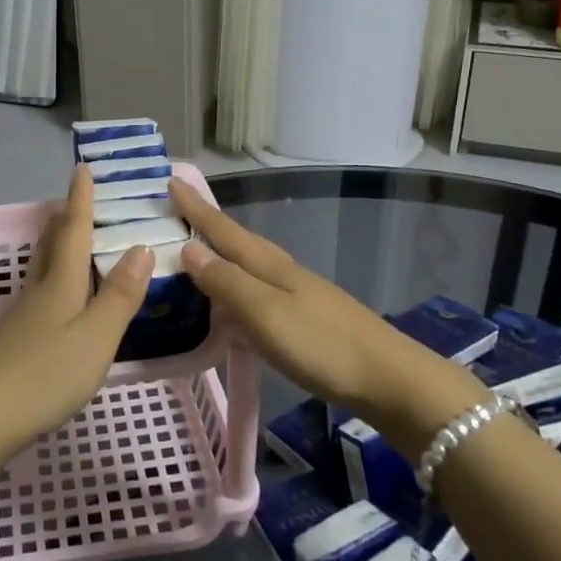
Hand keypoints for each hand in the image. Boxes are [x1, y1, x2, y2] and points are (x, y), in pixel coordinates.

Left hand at [0, 167, 151, 467]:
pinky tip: (58, 299)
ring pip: (41, 268)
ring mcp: (21, 317)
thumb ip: (119, 296)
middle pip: (50, 245)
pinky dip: (53, 279)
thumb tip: (142, 247)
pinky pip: (39, 293)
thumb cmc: (44, 374)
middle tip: (75, 200)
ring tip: (68, 238)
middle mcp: (38, 292)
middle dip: (64, 219)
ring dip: (55, 246)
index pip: (74, 231)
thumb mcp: (95, 337)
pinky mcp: (13, 341)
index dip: (81, 200)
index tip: (82, 167)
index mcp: (60, 284)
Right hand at [172, 180, 484, 430]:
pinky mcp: (303, 318)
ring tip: (191, 253)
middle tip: (174, 213)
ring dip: (219, 255)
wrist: (390, 379)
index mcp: (268, 265)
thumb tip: (187, 248)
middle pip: (236, 241)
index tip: (170, 180)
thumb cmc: (322, 344)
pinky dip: (234, 288)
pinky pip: (256, 291)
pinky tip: (229, 303)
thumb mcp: (265, 313)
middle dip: (205, 225)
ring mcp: (295, 294)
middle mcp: (280, 271)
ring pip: (247, 265)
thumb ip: (226, 282)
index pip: (222, 229)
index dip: (195, 208)